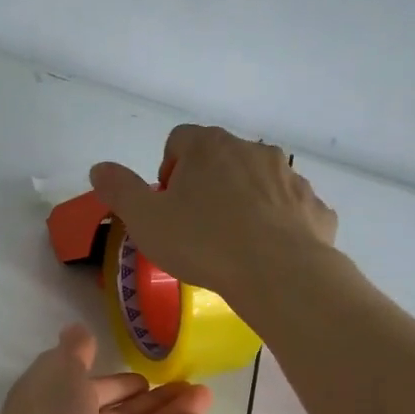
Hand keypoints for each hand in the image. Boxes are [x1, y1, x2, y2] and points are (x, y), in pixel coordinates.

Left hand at [0, 325, 211, 413]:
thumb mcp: (56, 372)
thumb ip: (74, 351)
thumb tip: (78, 330)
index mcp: (55, 411)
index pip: (93, 394)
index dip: (118, 384)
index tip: (144, 376)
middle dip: (154, 398)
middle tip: (188, 382)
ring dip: (173, 413)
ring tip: (204, 393)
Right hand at [89, 124, 337, 302]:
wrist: (280, 274)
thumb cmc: (203, 242)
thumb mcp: (145, 220)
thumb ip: (119, 190)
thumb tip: (99, 168)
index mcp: (210, 147)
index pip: (180, 139)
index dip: (168, 169)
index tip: (167, 204)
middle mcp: (254, 151)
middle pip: (221, 158)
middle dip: (206, 184)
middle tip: (194, 226)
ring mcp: (290, 178)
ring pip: (259, 182)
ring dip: (243, 202)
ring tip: (231, 243)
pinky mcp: (315, 208)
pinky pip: (290, 209)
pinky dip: (277, 224)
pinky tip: (266, 253)